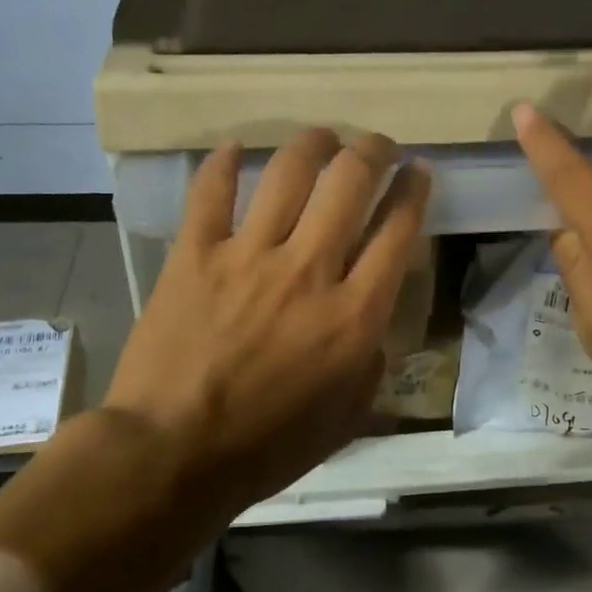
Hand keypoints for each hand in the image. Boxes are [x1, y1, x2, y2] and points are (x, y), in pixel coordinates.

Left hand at [104, 129, 430, 515]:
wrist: (173, 454)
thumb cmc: (266, 447)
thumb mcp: (346, 418)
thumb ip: (371, 363)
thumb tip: (372, 325)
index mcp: (353, 314)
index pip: (398, 230)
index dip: (414, 190)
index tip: (418, 171)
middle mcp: (308, 270)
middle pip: (351, 183)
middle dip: (373, 151)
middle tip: (376, 145)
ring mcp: (248, 255)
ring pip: (289, 172)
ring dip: (313, 144)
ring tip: (322, 136)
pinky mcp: (195, 254)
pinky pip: (211, 192)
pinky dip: (223, 164)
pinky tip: (235, 149)